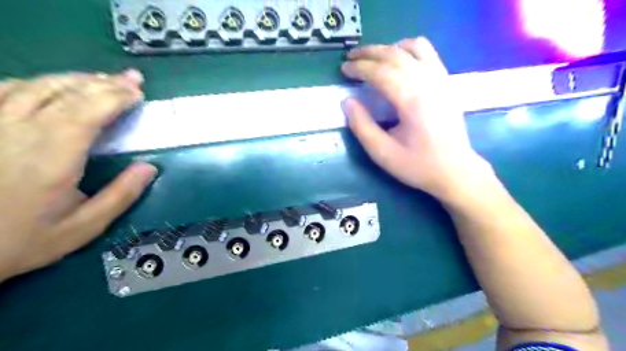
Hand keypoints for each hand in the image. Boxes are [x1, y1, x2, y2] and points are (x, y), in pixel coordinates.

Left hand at [0, 69, 158, 280]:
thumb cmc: (20, 240)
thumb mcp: (83, 227)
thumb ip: (121, 196)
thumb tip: (149, 168)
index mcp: (52, 155)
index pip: (89, 110)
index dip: (117, 96)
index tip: (139, 93)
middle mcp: (19, 131)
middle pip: (66, 91)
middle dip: (104, 82)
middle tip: (131, 79)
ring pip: (37, 85)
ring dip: (76, 79)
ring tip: (103, 80)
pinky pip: (6, 89)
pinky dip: (39, 83)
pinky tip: (55, 87)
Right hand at [341, 37, 494, 201]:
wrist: (455, 170)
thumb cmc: (418, 165)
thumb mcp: (382, 153)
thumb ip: (362, 126)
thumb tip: (347, 102)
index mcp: (411, 100)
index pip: (380, 72)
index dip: (359, 68)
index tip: (343, 69)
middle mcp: (427, 82)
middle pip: (394, 55)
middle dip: (368, 53)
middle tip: (350, 57)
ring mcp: (440, 78)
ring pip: (412, 48)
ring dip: (387, 48)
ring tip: (371, 57)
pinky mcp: (446, 81)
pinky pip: (427, 52)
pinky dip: (409, 48)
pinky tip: (398, 57)